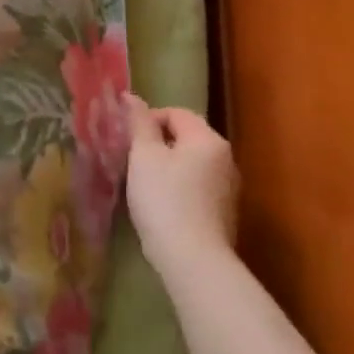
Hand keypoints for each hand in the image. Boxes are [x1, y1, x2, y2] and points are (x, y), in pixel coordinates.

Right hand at [124, 94, 238, 260]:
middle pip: (185, 138)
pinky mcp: (222, 211)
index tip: (126, 139)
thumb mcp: (143, 156)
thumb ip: (139, 124)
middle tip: (130, 159)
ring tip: (141, 183)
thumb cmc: (164, 198)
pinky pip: (195, 186)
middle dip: (156, 144)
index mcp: (208, 140)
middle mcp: (225, 159)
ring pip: (190, 163)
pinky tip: (160, 205)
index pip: (176, 113)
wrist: (191, 256)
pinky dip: (176, 187)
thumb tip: (131, 97)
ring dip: (165, 166)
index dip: (147, 119)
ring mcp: (227, 187)